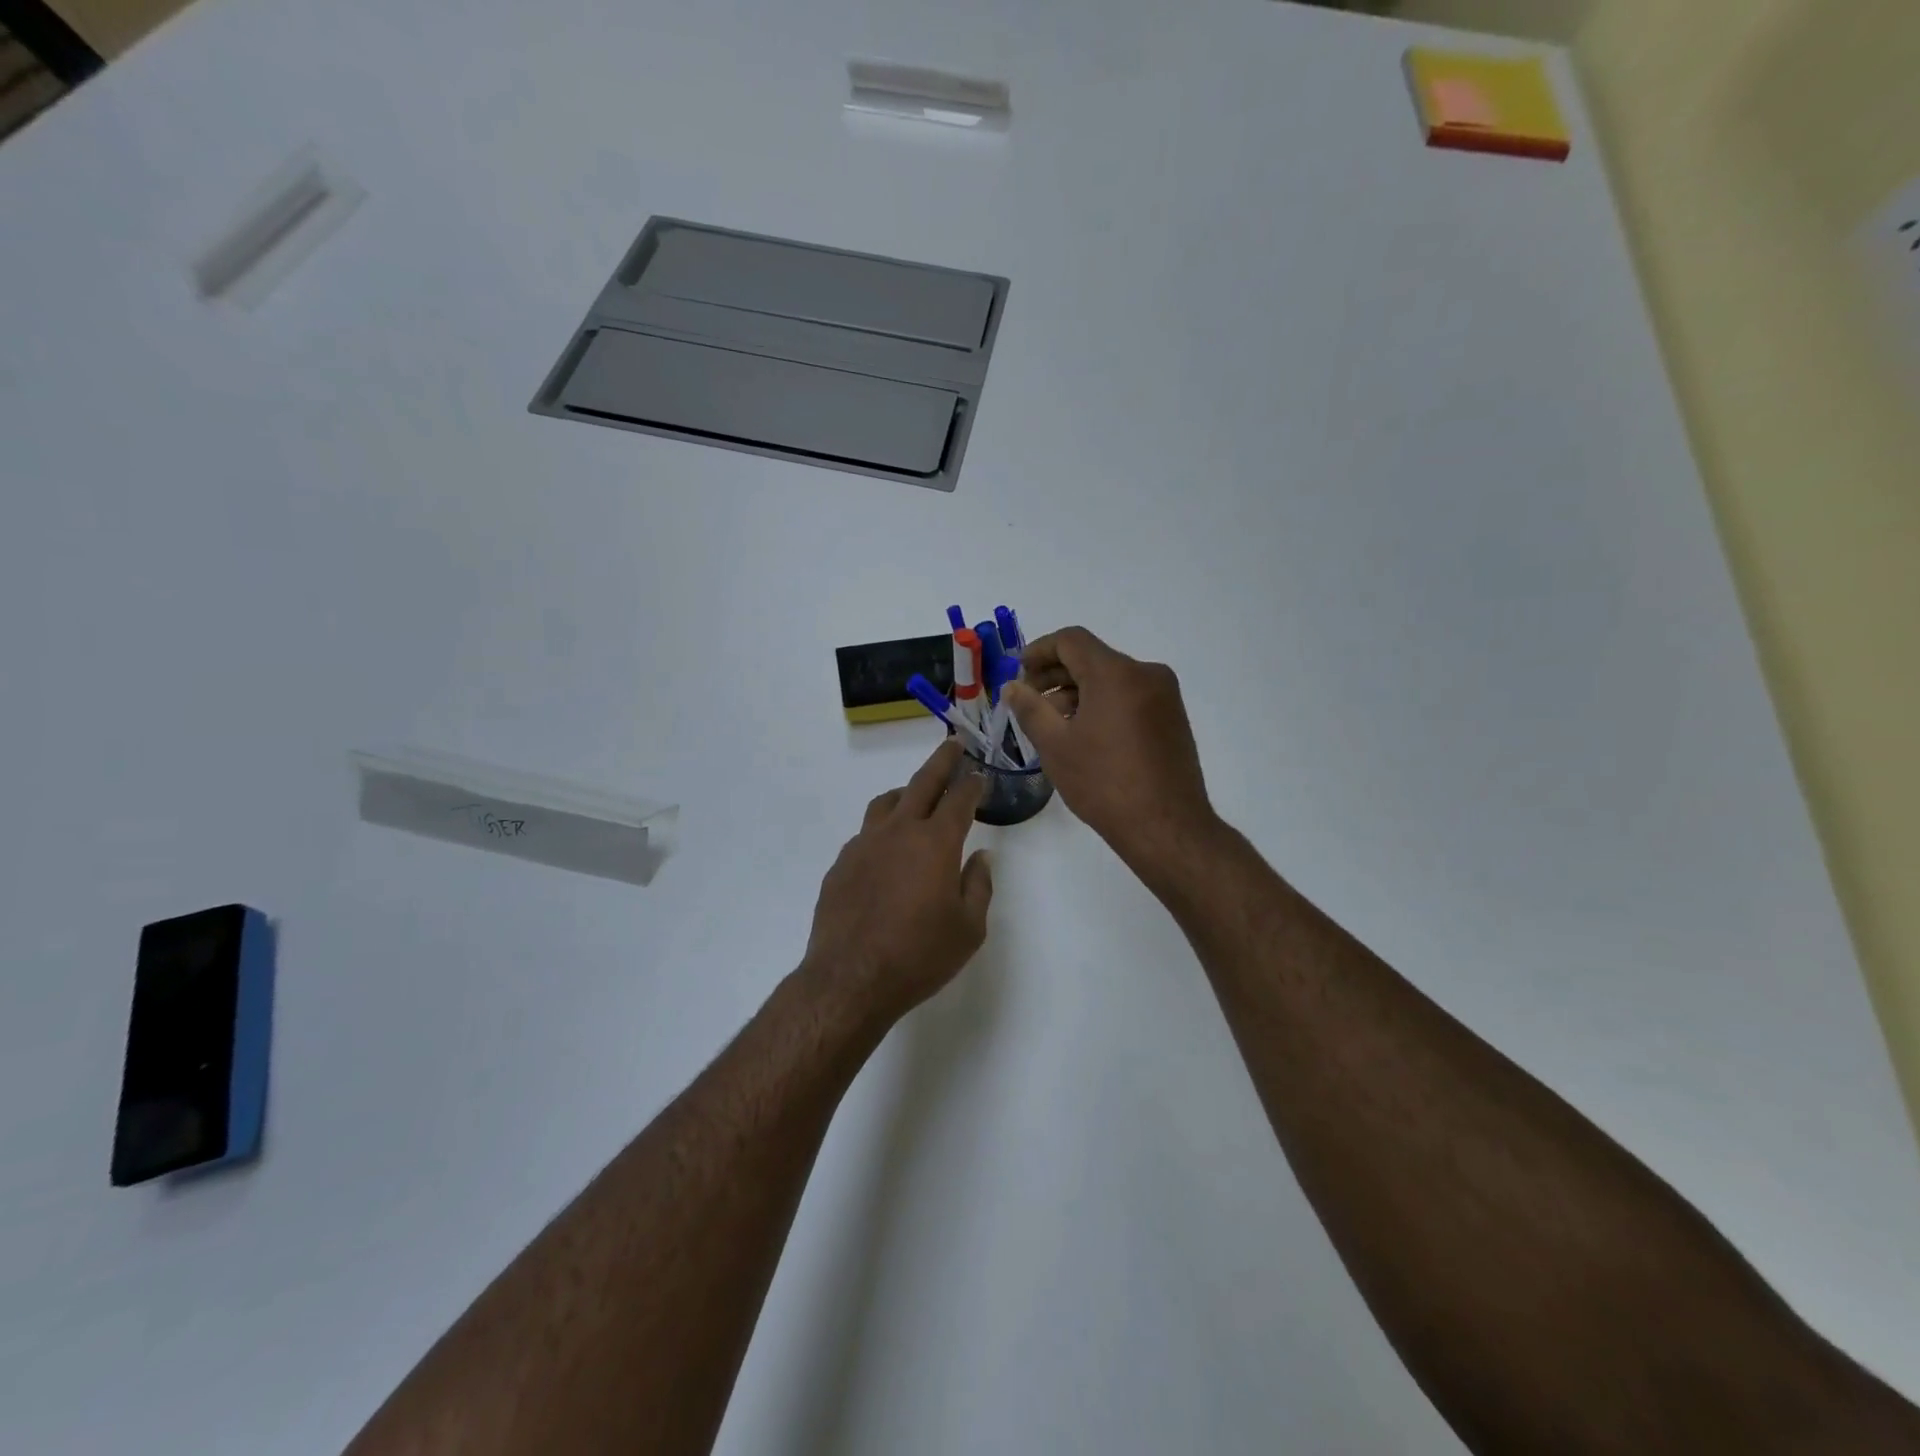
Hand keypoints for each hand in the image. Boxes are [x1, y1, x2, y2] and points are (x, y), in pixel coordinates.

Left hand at [803, 739, 994, 1026]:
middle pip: (922, 783)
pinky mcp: (841, 863)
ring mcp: (864, 844)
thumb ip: (978, 886)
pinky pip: (866, 833)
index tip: (979, 775)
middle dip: (941, 761)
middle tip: (953, 745)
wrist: (850, 979)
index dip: (972, 783)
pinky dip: (883, 829)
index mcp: (935, 842)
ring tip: (916, 796)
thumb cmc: (918, 955)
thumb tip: (981, 857)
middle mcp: (899, 832)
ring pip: (887, 802)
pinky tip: (887, 850)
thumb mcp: (968, 929)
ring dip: (907, 792)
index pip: (959, 799)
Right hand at [1003, 627, 1217, 874]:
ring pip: (1112, 679)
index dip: (1039, 650)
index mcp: (1116, 673)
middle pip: (1093, 658)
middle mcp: (1146, 673)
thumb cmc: (1103, 784)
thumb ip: (1030, 708)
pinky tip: (1085, 734)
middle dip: (1055, 674)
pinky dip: (1103, 704)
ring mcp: (1165, 696)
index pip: (1071, 640)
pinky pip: (1130, 696)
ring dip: (1078, 691)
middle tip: (1028, 699)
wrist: (1166, 827)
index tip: (1018, 673)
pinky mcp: (1172, 718)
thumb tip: (1013, 687)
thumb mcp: (1055, 746)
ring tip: (1053, 722)